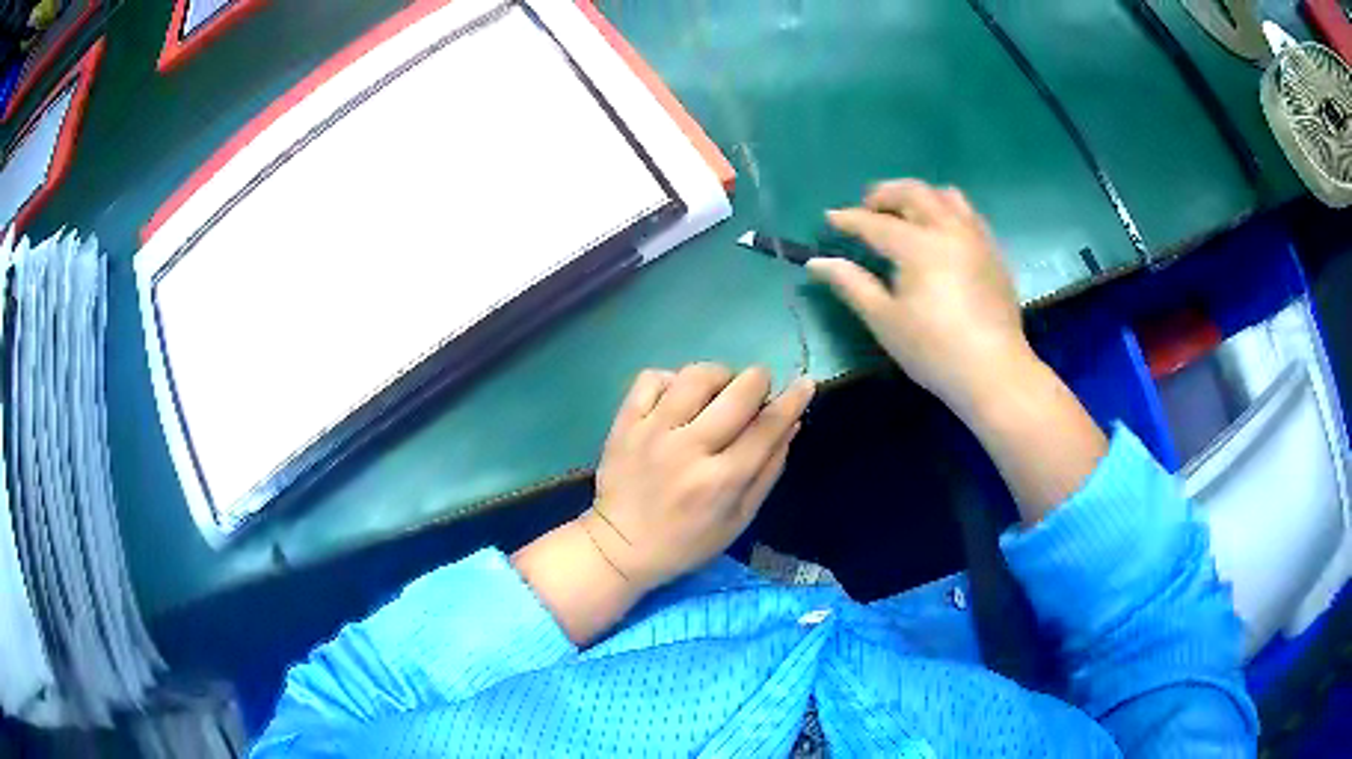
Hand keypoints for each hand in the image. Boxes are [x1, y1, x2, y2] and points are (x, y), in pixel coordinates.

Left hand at [586, 364, 814, 592]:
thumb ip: (768, 471)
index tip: (805, 384)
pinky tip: (678, 397)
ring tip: (718, 393)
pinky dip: (672, 379)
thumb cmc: (687, 542)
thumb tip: (792, 423)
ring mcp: (652, 431)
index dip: (793, 400)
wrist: (620, 545)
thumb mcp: (739, 519)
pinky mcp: (625, 422)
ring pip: (696, 376)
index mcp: (721, 480)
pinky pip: (652, 378)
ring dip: (719, 376)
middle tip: (756, 393)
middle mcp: (688, 449)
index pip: (767, 427)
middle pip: (737, 392)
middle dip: (758, 381)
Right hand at [807, 179, 1030, 412]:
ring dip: (920, 197)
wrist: (994, 372)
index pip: (876, 222)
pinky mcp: (994, 253)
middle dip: (885, 194)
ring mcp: (976, 238)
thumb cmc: (934, 350)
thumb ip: (851, 284)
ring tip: (905, 215)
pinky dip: (946, 212)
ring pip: (946, 196)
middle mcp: (949, 229)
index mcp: (919, 245)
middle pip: (914, 192)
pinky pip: (968, 215)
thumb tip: (817, 263)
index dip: (849, 219)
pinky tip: (940, 235)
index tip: (829, 218)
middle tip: (867, 209)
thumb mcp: (885, 320)